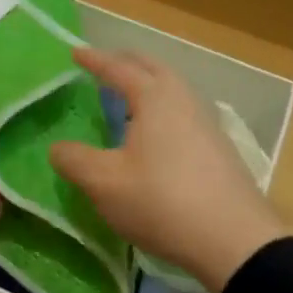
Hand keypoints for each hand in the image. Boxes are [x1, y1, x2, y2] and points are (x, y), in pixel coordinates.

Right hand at [50, 47, 287, 292]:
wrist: (235, 241)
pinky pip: (183, 112)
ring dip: (148, 85)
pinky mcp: (219, 149)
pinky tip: (156, 133)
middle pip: (153, 68)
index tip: (75, 52)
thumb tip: (57, 148)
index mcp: (154, 98)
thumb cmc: (162, 201)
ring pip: (173, 89)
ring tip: (128, 98)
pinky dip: (162, 108)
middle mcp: (183, 100)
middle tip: (105, 65)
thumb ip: (74, 160)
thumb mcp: (104, 183)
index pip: (118, 68)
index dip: (94, 60)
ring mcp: (206, 123)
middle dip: (126, 63)